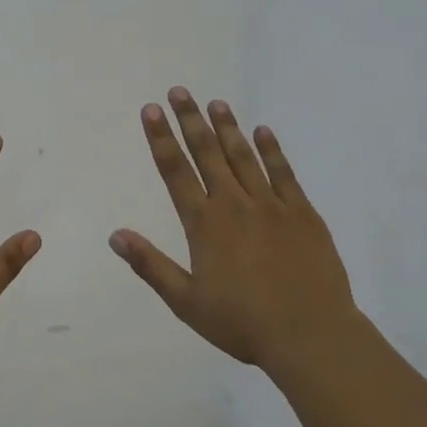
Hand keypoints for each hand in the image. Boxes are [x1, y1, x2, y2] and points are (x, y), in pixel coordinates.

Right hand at [111, 87, 362, 372]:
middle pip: (207, 154)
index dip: (161, 139)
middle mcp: (234, 205)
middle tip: (179, 91)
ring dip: (227, 128)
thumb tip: (115, 235)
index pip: (175, 172)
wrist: (310, 335)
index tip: (152, 110)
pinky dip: (271, 150)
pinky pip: (283, 172)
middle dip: (190, 120)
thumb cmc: (242, 323)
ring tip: (215, 103)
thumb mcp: (186, 302)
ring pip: (243, 156)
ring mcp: (271, 205)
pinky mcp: (302, 213)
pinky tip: (263, 131)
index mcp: (204, 224)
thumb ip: (151, 265)